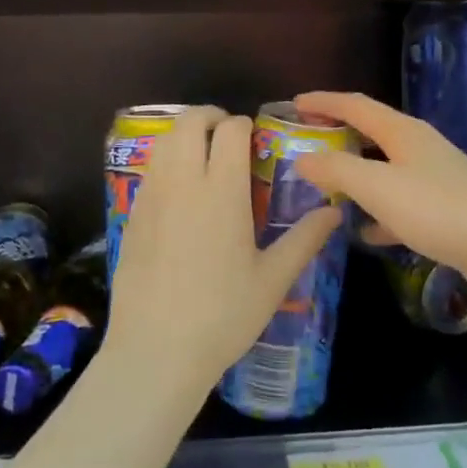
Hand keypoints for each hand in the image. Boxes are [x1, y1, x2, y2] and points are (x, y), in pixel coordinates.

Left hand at [104, 106, 341, 400]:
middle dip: (209, 117)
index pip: (229, 129)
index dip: (243, 125)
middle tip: (227, 135)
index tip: (253, 139)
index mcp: (221, 190)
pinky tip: (180, 194)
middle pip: (189, 122)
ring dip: (184, 136)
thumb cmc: (223, 315)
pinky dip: (166, 163)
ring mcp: (151, 197)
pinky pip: (150, 170)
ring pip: (164, 142)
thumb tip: (335, 211)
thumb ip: (305, 238)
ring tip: (203, 158)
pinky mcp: (131, 215)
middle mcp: (183, 182)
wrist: (155, 350)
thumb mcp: (273, 280)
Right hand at [291, 91, 466, 293]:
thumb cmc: (436, 208)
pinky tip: (367, 233)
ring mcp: (435, 176)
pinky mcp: (446, 206)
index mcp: (402, 131)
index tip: (294, 104)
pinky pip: (401, 201)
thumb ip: (337, 170)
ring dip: (356, 173)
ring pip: (385, 167)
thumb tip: (303, 158)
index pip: (355, 105)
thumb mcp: (377, 187)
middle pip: (371, 131)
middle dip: (338, 133)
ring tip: (328, 186)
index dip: (323, 102)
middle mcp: (419, 146)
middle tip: (307, 140)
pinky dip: (379, 210)